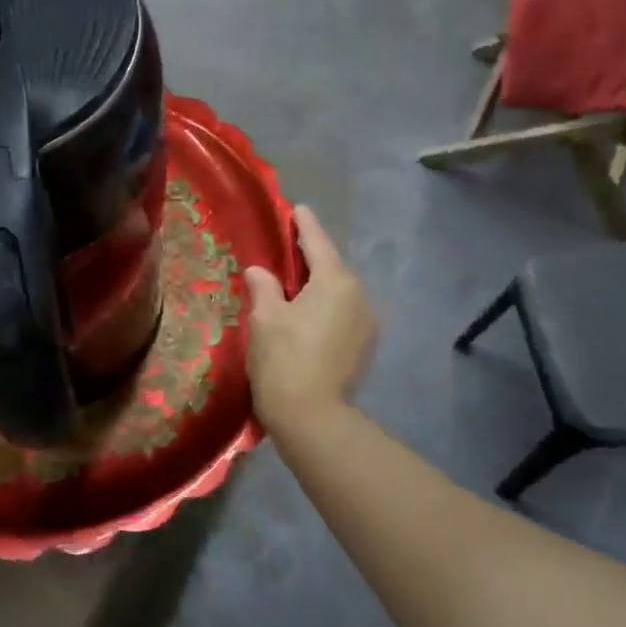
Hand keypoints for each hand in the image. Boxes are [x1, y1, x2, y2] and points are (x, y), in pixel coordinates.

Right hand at [243, 206, 375, 433]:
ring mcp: (366, 323)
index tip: (297, 208)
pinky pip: (342, 313)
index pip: (317, 242)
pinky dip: (325, 307)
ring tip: (293, 285)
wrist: (313, 418)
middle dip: (311, 257)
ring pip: (339, 292)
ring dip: (318, 285)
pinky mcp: (363, 346)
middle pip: (332, 267)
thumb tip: (260, 271)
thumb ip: (264, 287)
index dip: (304, 225)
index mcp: (335, 281)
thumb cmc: (284, 359)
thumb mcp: (265, 318)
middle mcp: (358, 295)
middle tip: (287, 249)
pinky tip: (306, 315)